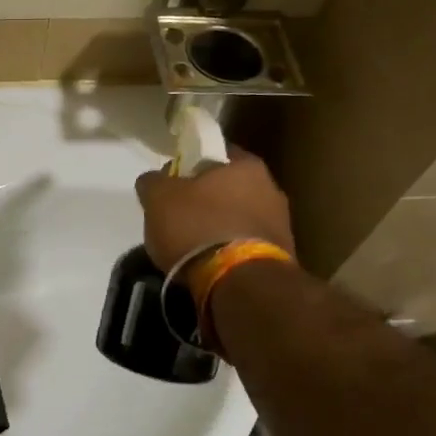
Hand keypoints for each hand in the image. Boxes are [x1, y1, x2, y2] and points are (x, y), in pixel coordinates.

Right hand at [134, 146, 295, 271]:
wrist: (239, 281)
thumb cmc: (198, 226)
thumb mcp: (159, 198)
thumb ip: (154, 182)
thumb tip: (155, 180)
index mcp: (246, 165)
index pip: (215, 154)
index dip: (191, 166)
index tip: (173, 183)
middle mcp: (271, 188)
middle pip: (230, 187)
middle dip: (207, 199)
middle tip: (180, 215)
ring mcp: (281, 224)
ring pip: (240, 217)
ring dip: (220, 227)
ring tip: (194, 246)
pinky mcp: (281, 256)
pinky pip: (247, 245)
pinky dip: (230, 251)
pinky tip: (212, 264)